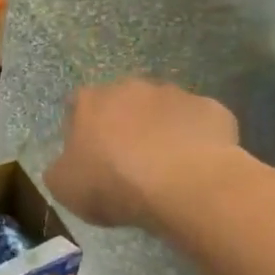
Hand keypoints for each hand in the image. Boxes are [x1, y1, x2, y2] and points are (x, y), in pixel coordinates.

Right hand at [45, 79, 241, 228]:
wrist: (184, 186)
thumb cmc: (113, 184)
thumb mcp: (64, 187)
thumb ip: (61, 168)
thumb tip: (68, 164)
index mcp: (91, 101)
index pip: (77, 104)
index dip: (81, 129)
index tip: (87, 155)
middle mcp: (131, 87)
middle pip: (122, 102)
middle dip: (123, 124)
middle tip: (126, 160)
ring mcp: (176, 95)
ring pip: (162, 110)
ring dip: (160, 129)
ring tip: (165, 166)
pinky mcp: (213, 109)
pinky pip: (198, 124)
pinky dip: (195, 140)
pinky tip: (194, 166)